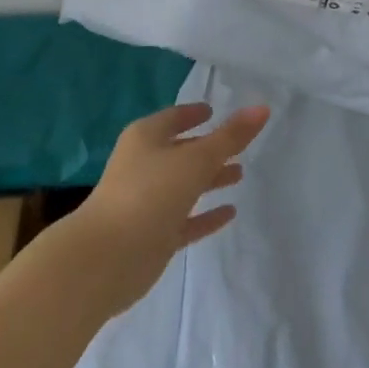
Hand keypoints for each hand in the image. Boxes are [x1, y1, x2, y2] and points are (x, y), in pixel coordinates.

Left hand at [73, 103, 269, 312]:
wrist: (106, 259)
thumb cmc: (150, 194)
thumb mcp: (196, 160)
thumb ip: (230, 137)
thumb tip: (262, 109)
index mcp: (146, 138)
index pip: (174, 118)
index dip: (194, 113)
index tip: (215, 111)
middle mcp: (144, 165)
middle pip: (181, 151)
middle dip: (208, 148)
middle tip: (239, 146)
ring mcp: (146, 202)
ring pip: (184, 185)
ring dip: (209, 179)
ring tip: (239, 174)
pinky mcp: (152, 236)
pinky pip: (185, 220)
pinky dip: (205, 215)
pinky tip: (229, 213)